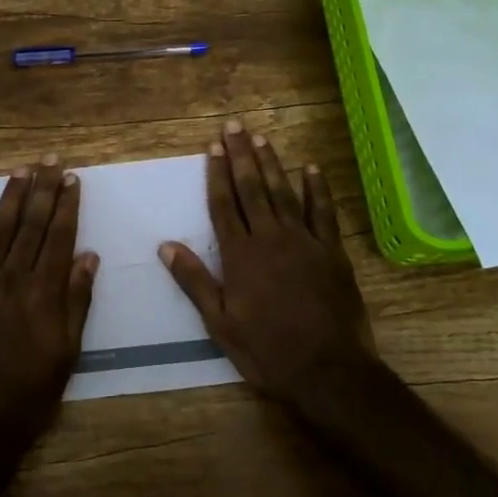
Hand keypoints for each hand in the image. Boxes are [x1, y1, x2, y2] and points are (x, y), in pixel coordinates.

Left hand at [0, 156, 98, 443]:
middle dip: (42, 190)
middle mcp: (12, 279)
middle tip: (50, 161)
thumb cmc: (31, 392)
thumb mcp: (68, 351)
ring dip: (10, 199)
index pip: (59, 237)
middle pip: (30, 225)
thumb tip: (89, 256)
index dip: (67, 206)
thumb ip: (77, 300)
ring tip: (20, 171)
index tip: (72, 179)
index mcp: (44, 292)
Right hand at [159, 122, 374, 407]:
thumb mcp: (220, 323)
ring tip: (262, 139)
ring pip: (285, 192)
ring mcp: (304, 241)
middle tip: (235, 127)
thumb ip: (194, 281)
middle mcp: (270, 238)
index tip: (212, 147)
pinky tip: (311, 169)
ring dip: (272, 164)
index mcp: (240, 255)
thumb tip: (166, 245)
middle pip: (252, 188)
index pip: (224, 205)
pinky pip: (323, 212)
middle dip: (241, 156)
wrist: (327, 369)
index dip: (216, 174)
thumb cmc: (267, 350)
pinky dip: (317, 189)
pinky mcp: (332, 251)